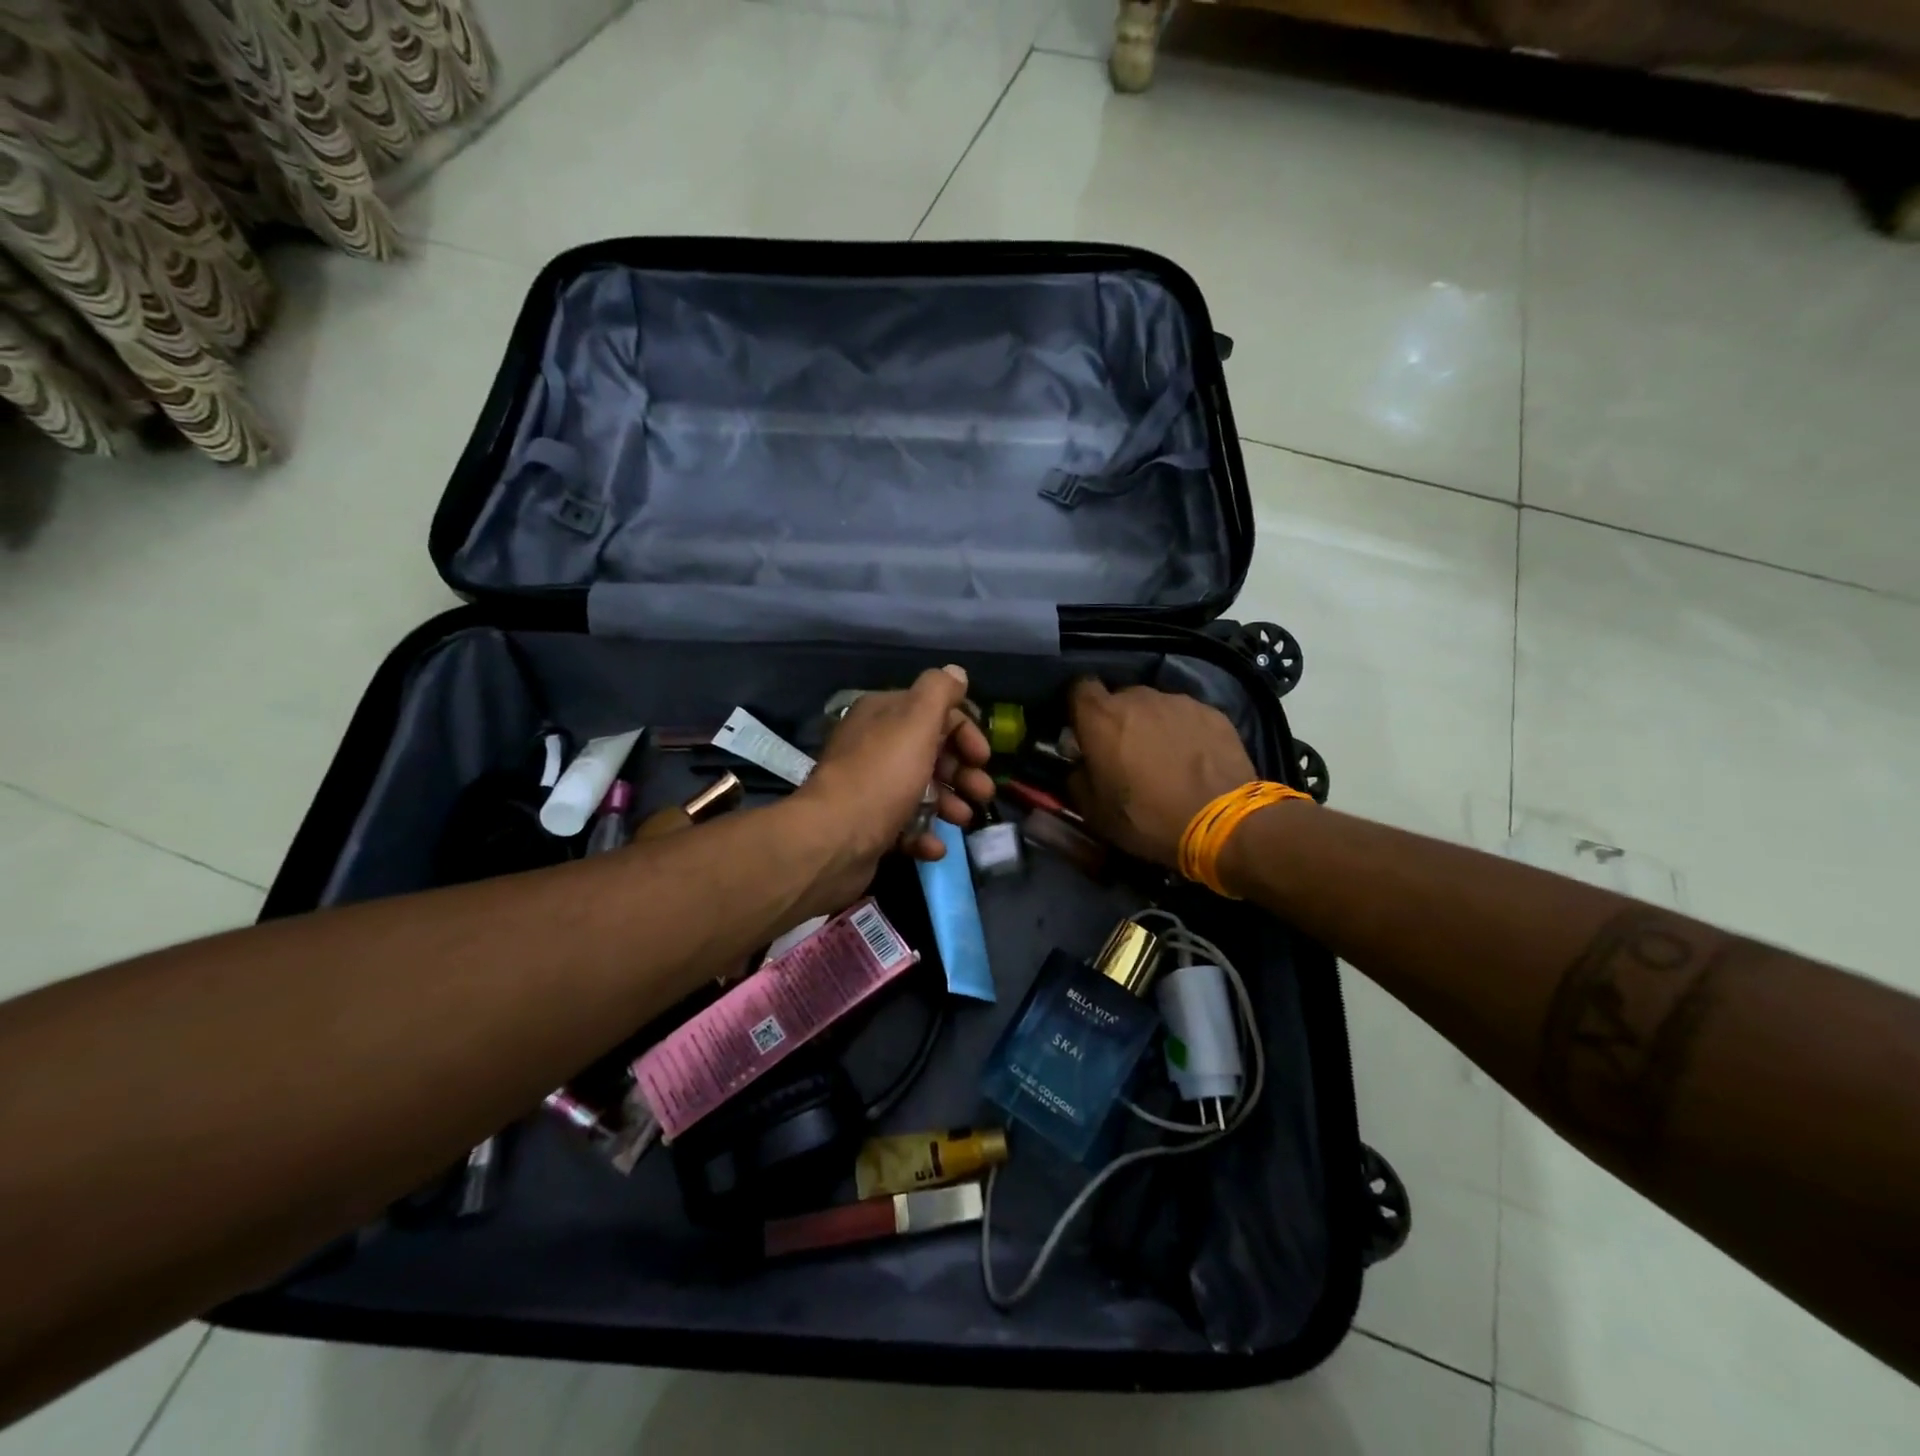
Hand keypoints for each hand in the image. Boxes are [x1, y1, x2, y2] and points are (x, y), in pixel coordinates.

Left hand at [786, 665, 995, 911]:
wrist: (834, 838)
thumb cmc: (882, 774)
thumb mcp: (916, 721)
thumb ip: (939, 692)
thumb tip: (956, 672)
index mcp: (882, 715)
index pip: (934, 712)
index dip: (964, 731)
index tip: (983, 758)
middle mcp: (874, 746)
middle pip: (930, 753)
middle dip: (961, 772)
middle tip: (982, 792)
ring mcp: (870, 788)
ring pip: (921, 791)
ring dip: (949, 804)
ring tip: (963, 820)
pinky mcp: (869, 826)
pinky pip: (905, 826)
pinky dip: (925, 834)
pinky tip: (936, 846)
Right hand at [1067, 678, 1256, 866]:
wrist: (1223, 823)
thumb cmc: (1148, 818)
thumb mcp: (1095, 813)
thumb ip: (1076, 779)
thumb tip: (1079, 764)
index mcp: (1102, 718)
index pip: (1078, 688)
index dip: (1079, 708)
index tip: (1084, 731)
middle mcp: (1138, 697)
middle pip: (1119, 697)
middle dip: (1117, 720)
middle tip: (1125, 753)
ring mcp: (1178, 701)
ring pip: (1154, 706)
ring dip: (1151, 724)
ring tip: (1164, 757)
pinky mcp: (1211, 711)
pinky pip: (1185, 715)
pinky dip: (1183, 731)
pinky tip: (1193, 759)